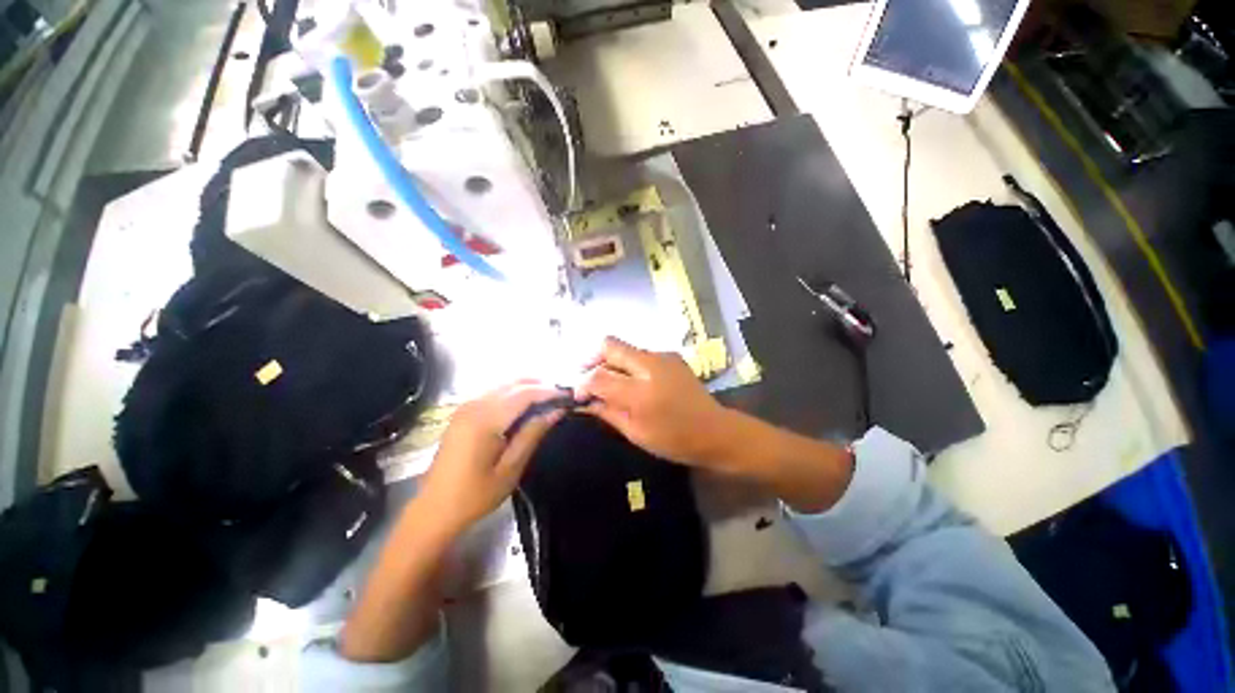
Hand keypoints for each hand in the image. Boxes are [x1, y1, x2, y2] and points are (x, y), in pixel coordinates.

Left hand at [419, 382, 564, 533]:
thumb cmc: (475, 495)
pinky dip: (514, 394)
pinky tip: (526, 406)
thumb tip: (556, 411)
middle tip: (562, 397)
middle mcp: (474, 405)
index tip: (569, 396)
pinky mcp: (463, 412)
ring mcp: (466, 407)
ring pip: (504, 385)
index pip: (525, 394)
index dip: (549, 392)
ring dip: (528, 388)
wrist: (433, 510)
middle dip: (541, 385)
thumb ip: (533, 434)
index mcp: (485, 420)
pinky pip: (494, 393)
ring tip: (549, 400)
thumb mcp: (510, 468)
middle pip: (514, 384)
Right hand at [576, 338, 735, 468]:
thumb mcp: (636, 433)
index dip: (582, 384)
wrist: (715, 431)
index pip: (598, 376)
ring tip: (608, 382)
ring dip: (610, 361)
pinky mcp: (671, 355)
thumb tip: (584, 401)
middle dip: (591, 358)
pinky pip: (640, 354)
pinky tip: (632, 381)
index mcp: (641, 392)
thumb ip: (607, 412)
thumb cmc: (674, 440)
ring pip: (624, 348)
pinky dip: (628, 364)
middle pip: (609, 345)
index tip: (578, 395)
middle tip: (586, 377)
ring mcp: (663, 356)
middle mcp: (650, 365)